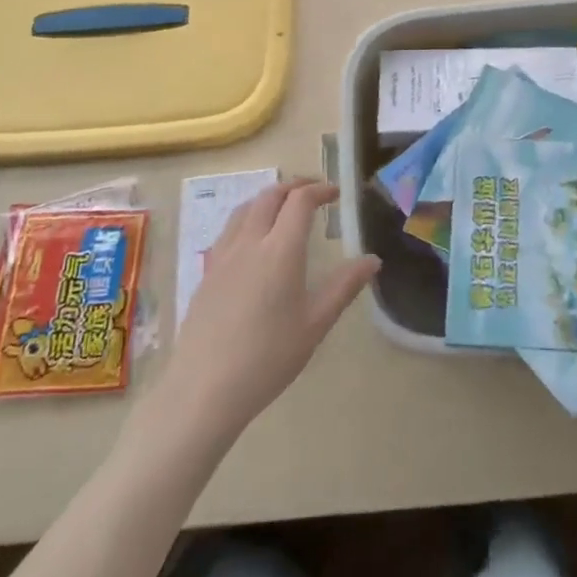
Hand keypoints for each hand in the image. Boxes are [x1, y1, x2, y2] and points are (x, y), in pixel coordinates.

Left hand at [150, 180, 379, 444]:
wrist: (204, 390)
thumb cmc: (268, 358)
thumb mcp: (315, 324)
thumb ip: (344, 286)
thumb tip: (373, 260)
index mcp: (280, 250)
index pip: (300, 201)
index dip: (320, 190)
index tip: (336, 194)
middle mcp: (250, 243)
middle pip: (270, 196)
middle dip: (295, 187)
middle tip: (314, 193)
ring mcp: (223, 257)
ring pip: (245, 208)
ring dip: (269, 198)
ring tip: (284, 208)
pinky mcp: (206, 274)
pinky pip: (229, 230)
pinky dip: (248, 218)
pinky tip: (254, 241)